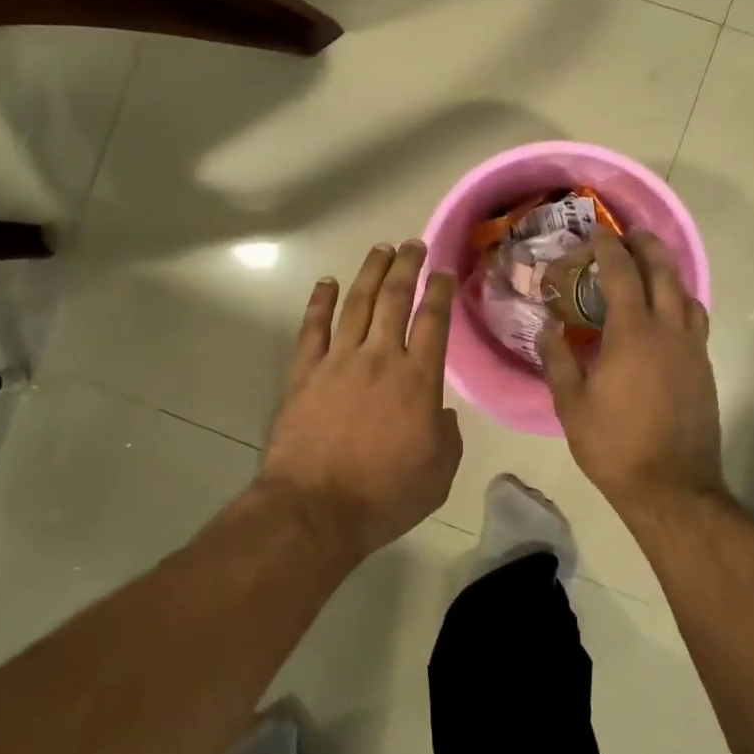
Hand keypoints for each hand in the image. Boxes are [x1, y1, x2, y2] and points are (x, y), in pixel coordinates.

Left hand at [258, 240, 462, 560]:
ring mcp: (339, 360)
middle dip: (407, 266)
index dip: (440, 291)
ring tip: (381, 248)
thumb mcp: (438, 474)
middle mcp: (380, 357)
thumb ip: (447, 436)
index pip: (433, 321)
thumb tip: (442, 412)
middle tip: (414, 244)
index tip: (444, 272)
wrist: (315, 509)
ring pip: (358, 302)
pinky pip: (313, 327)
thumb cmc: (384, 496)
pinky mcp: (305, 372)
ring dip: (371, 272)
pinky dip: (320, 301)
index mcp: (418, 379)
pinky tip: (327, 282)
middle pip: (395, 298)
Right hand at [540, 230, 722, 510]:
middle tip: (630, 235)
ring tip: (650, 268)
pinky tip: (666, 315)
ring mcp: (692, 349)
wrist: (673, 488)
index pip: (622, 274)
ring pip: (686, 294)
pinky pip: (695, 320)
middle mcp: (668, 331)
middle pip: (664, 272)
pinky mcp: (704, 369)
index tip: (596, 234)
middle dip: (646, 246)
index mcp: (633, 333)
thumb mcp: (572, 404)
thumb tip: (546, 329)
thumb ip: (558, 360)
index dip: (607, 248)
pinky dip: (680, 302)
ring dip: (668, 272)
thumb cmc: (615, 445)